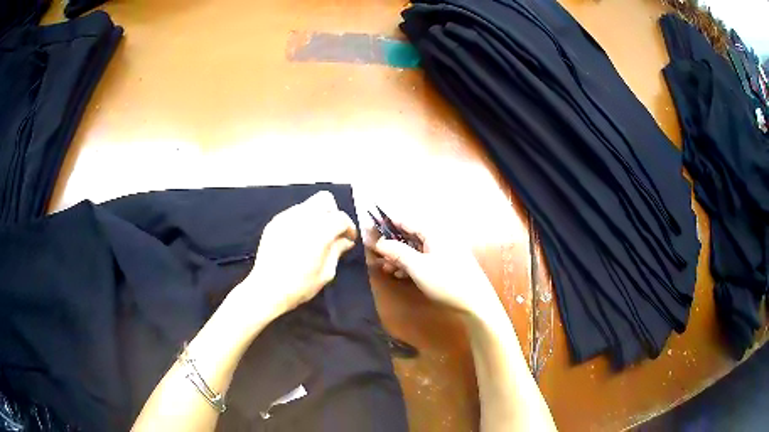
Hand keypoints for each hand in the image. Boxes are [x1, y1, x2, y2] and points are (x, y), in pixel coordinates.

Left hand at [228, 191, 357, 326]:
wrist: (267, 289)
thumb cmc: (300, 286)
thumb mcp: (326, 273)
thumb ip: (337, 251)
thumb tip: (346, 241)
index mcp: (320, 231)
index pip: (341, 217)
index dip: (349, 227)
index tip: (349, 238)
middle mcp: (304, 218)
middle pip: (325, 200)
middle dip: (333, 212)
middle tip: (333, 231)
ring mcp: (287, 217)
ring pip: (308, 204)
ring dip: (316, 215)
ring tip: (315, 235)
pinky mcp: (274, 222)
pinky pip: (293, 213)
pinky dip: (301, 220)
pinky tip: (299, 238)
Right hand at [367, 219, 499, 315]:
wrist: (475, 303)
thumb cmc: (446, 281)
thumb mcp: (418, 267)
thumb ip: (398, 252)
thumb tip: (380, 242)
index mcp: (434, 233)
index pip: (407, 221)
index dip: (388, 223)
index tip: (371, 226)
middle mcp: (440, 238)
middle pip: (411, 236)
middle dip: (393, 244)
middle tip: (375, 253)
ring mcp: (445, 252)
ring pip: (417, 249)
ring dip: (400, 257)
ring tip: (385, 268)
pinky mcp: (447, 265)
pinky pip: (424, 259)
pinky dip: (411, 265)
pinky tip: (400, 274)